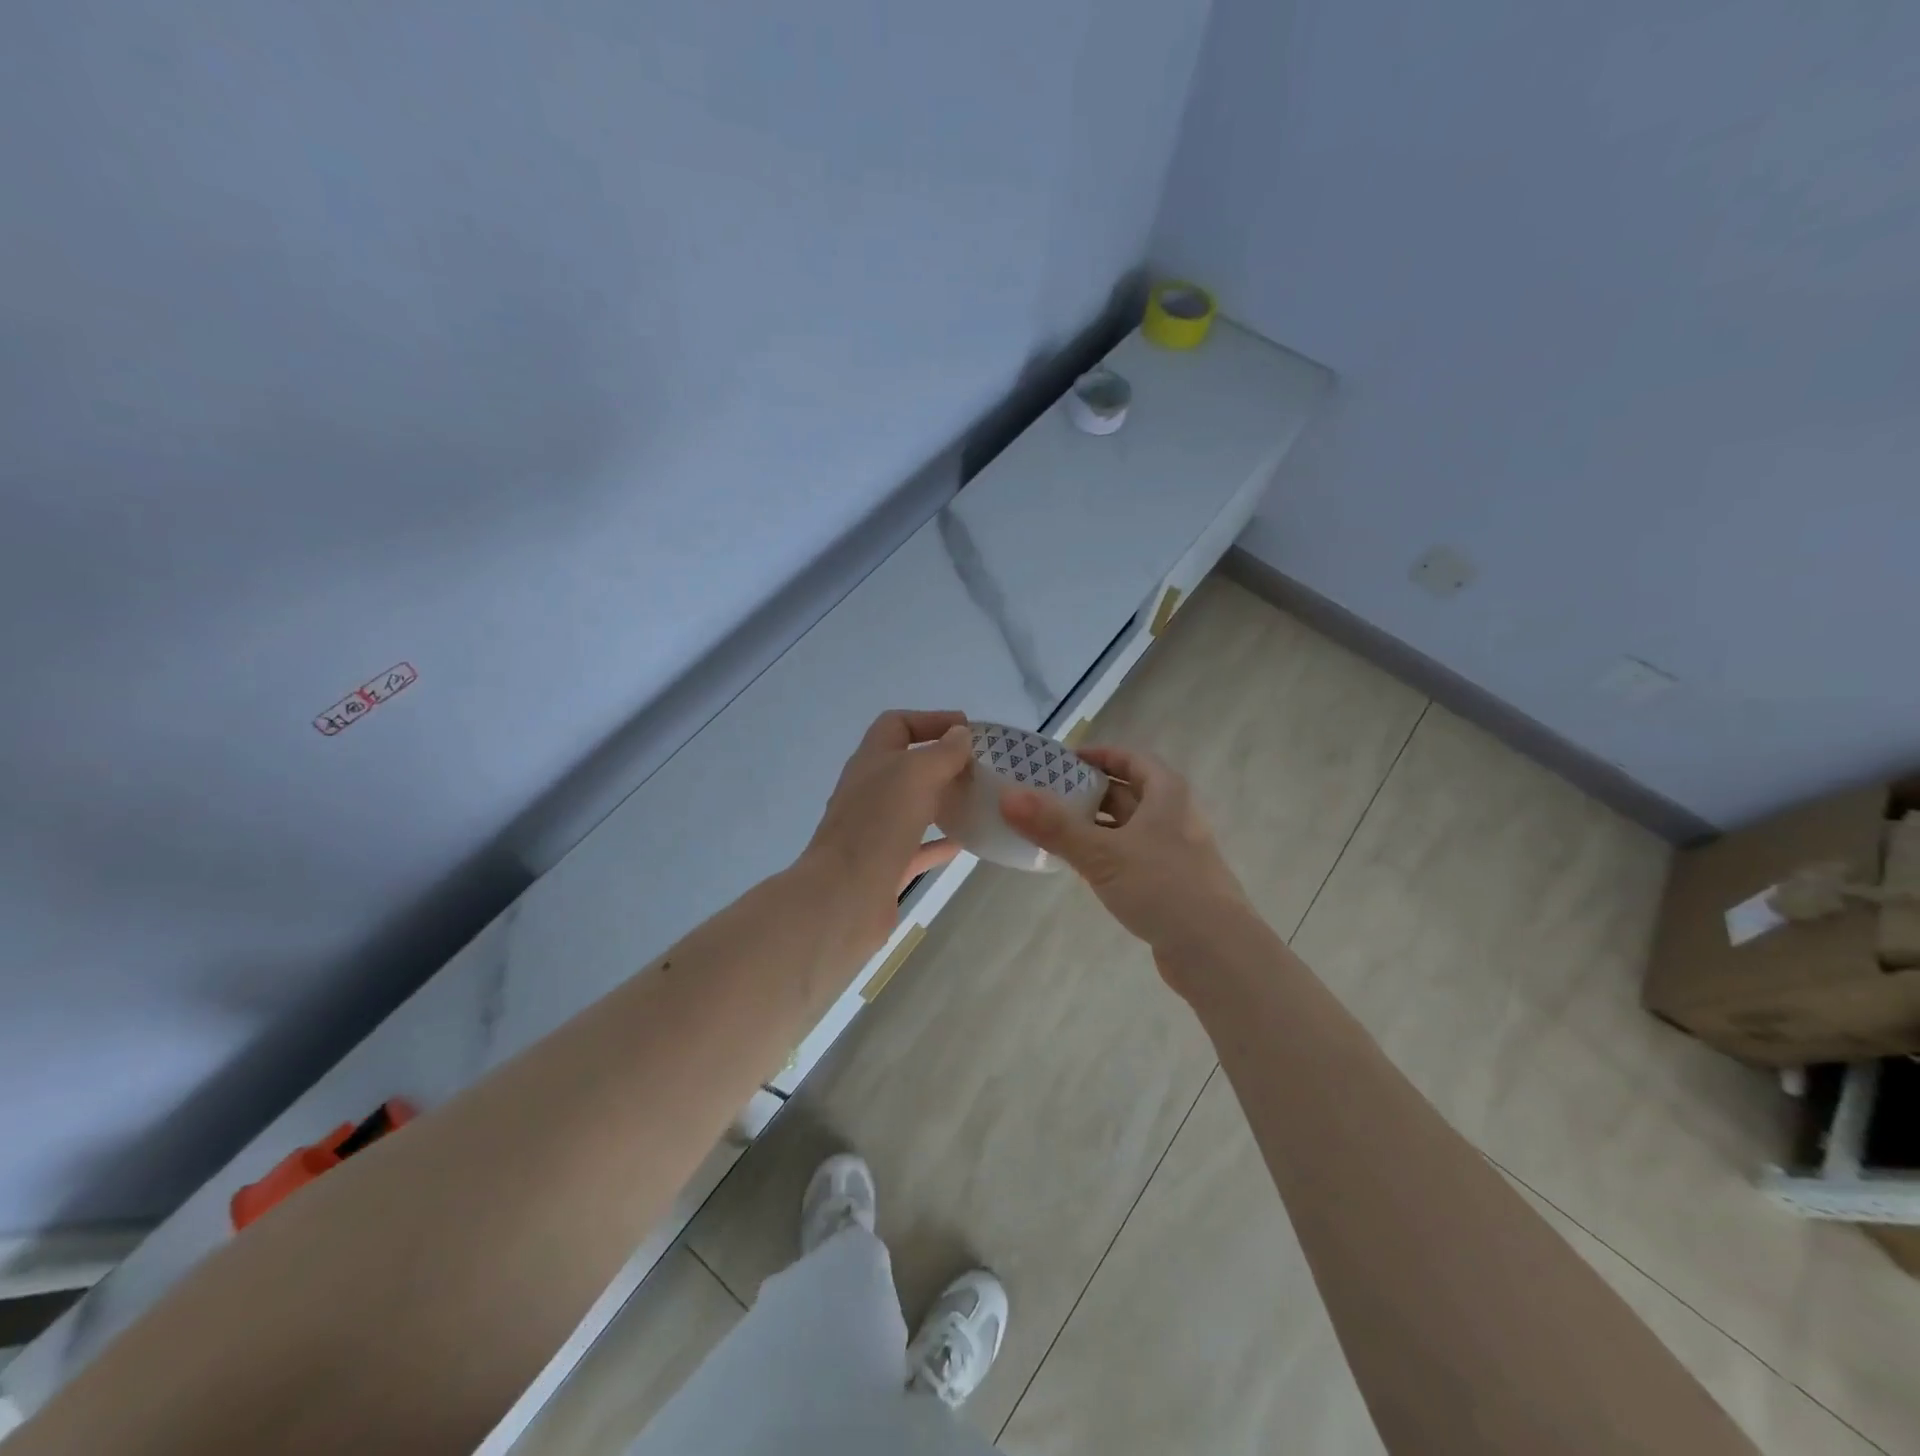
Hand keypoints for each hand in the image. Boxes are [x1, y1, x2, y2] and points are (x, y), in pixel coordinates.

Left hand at [801, 710, 973, 952]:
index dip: (930, 720)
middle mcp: (870, 791)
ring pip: (913, 806)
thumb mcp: (916, 774)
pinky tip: (967, 841)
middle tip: (980, 767)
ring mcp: (875, 829)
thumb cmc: (879, 824)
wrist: (844, 895)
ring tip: (979, 799)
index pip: (897, 725)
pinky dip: (941, 841)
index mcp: (871, 760)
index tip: (967, 729)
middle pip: (907, 765)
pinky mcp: (885, 865)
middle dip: (942, 762)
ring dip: (943, 800)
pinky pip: (918, 846)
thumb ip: (943, 752)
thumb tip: (960, 734)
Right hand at [1000, 744, 1252, 981]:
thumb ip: (1055, 826)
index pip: (1130, 759)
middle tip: (1046, 795)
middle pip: (1127, 793)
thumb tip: (1007, 796)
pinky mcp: (1171, 884)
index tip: (1061, 761)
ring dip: (1094, 826)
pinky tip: (1080, 866)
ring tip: (1053, 829)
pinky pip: (1131, 857)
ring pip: (1127, 828)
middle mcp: (1175, 816)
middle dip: (1088, 792)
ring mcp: (1175, 852)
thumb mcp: (1103, 854)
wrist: (1217, 952)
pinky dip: (1105, 854)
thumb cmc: (1163, 887)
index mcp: (1167, 794)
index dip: (1098, 756)